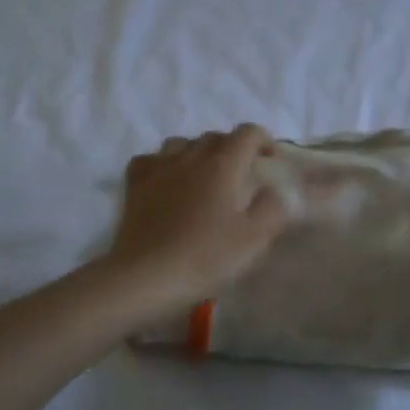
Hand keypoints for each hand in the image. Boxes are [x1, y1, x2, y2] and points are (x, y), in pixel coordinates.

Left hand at [108, 125, 290, 314]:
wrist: (146, 276)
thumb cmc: (206, 257)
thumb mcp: (254, 238)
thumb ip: (273, 208)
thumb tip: (274, 190)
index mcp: (223, 165)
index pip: (248, 133)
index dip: (263, 141)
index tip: (270, 161)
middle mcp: (190, 157)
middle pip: (215, 137)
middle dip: (233, 148)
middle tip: (241, 174)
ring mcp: (158, 168)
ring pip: (182, 143)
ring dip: (198, 152)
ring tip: (204, 175)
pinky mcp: (135, 185)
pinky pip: (151, 159)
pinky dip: (163, 163)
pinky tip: (167, 180)